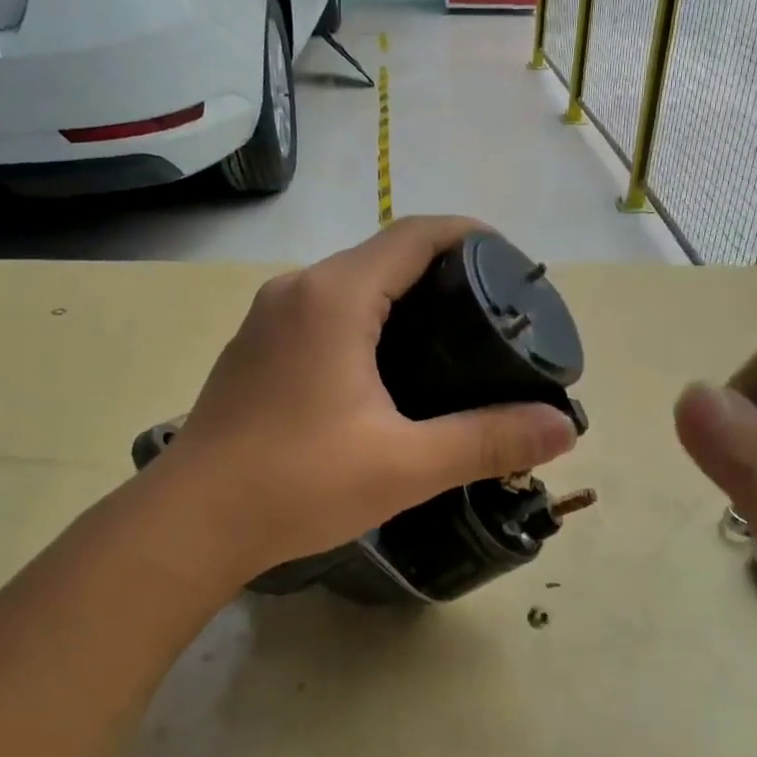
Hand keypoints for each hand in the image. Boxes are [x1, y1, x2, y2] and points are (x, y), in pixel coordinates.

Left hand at [138, 217, 577, 592]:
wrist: (192, 522)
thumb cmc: (299, 483)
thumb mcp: (406, 465)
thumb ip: (488, 441)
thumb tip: (563, 428)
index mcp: (335, 296)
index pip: (415, 234)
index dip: (470, 236)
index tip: (513, 265)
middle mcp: (297, 290)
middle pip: (383, 255)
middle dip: (443, 272)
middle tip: (493, 316)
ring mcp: (267, 319)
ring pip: (350, 284)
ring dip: (402, 298)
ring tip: (450, 342)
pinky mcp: (255, 350)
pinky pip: (323, 313)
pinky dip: (366, 322)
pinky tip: (387, 370)